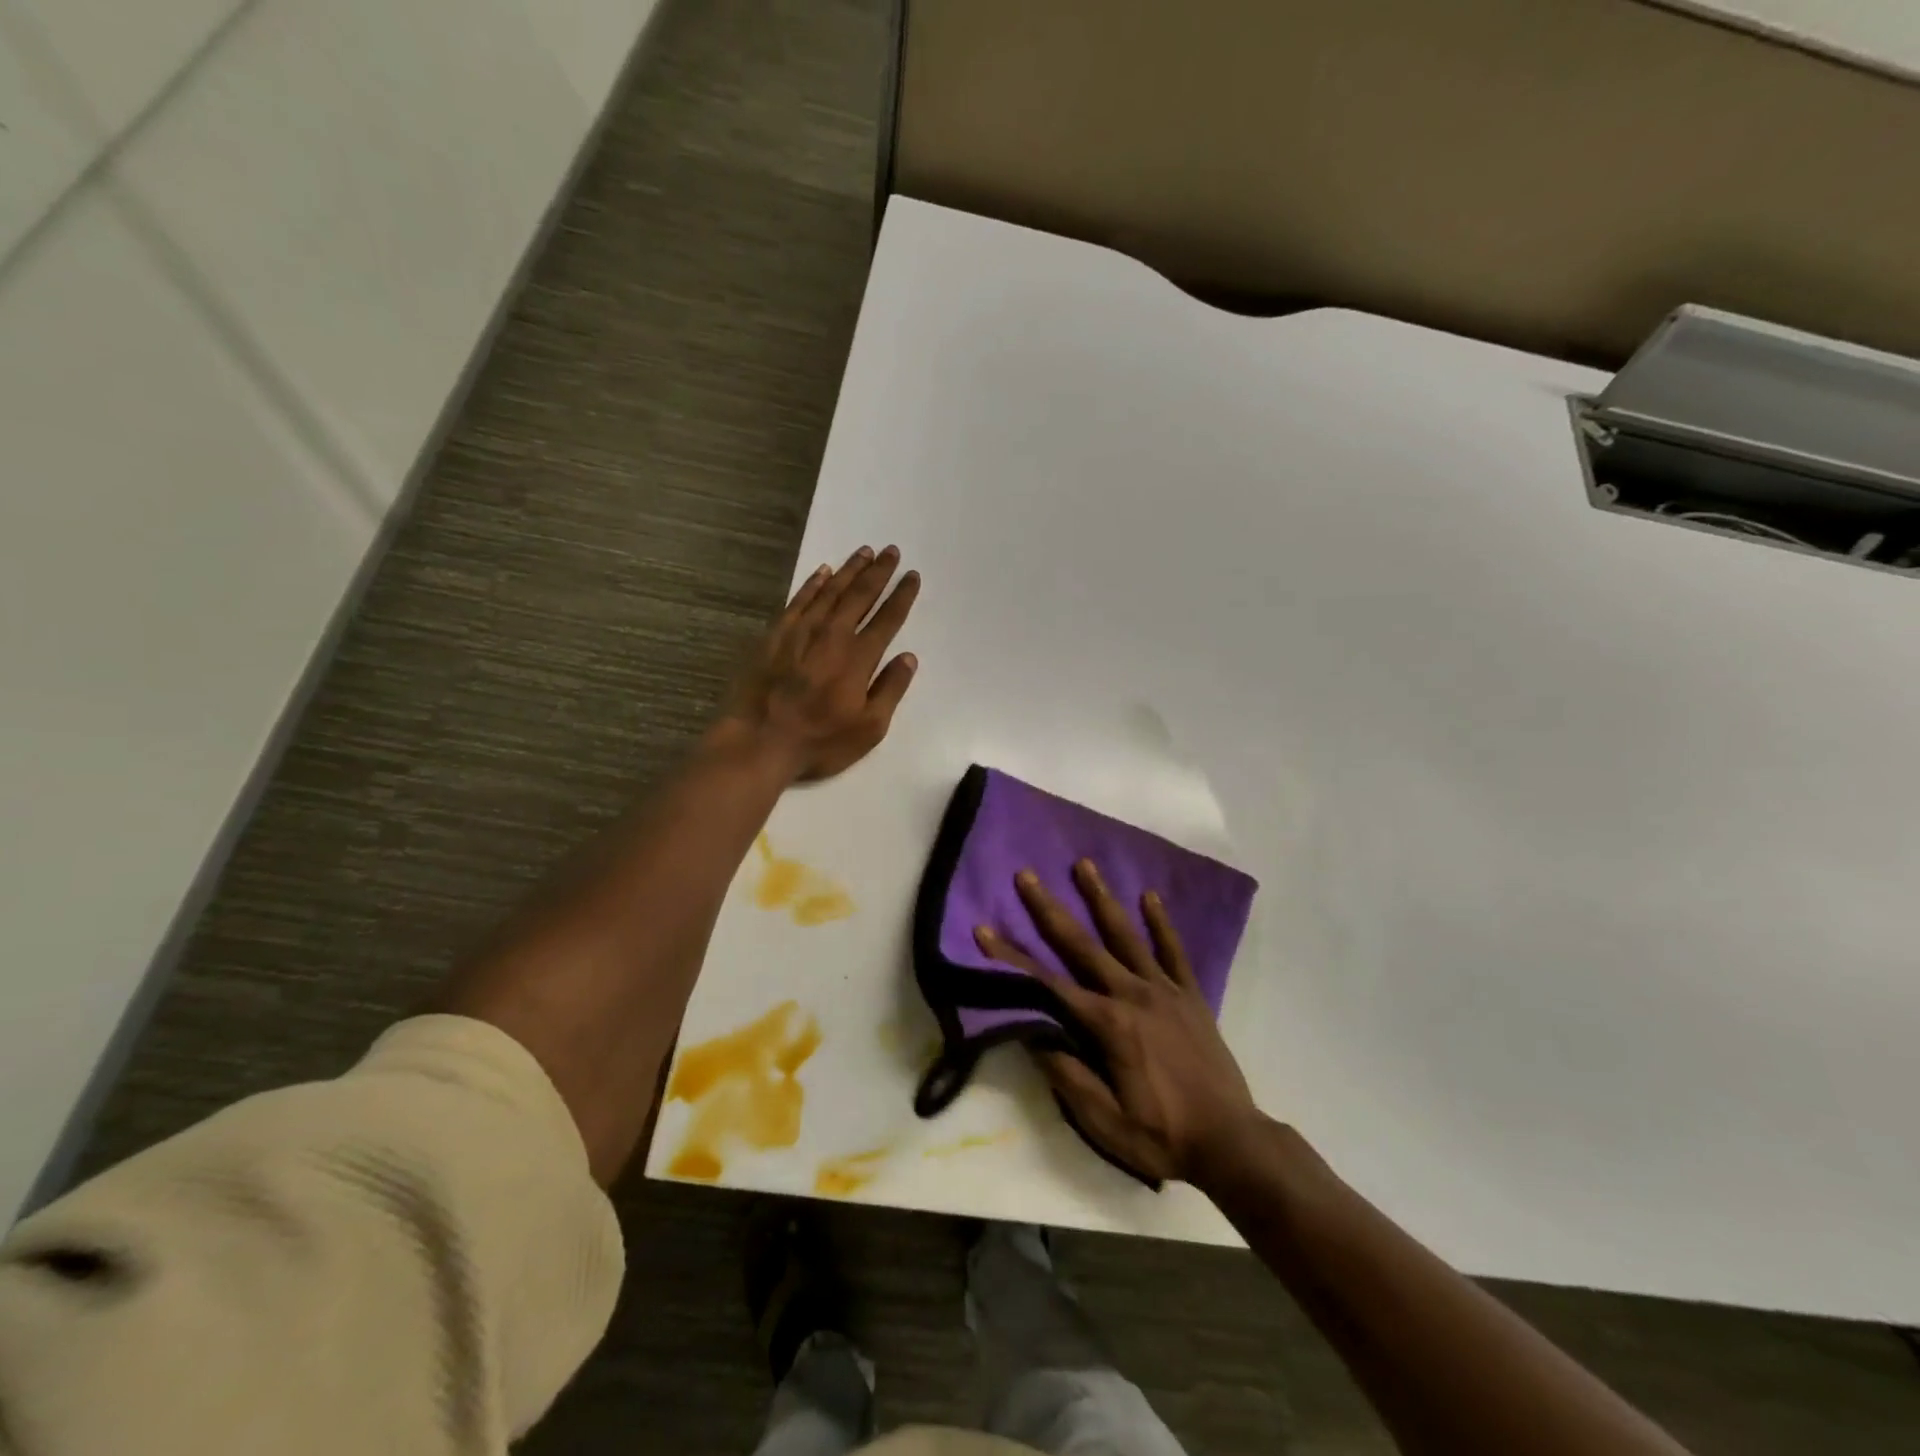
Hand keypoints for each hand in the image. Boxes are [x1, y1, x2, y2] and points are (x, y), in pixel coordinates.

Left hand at [720, 544, 920, 782]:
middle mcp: (832, 635)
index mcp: (859, 658)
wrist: (759, 741)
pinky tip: (823, 572)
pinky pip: (799, 600)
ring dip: (850, 570)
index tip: (912, 576)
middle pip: (860, 596)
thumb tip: (908, 657)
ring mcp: (801, 632)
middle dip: (878, 572)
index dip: (902, 596)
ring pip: (831, 591)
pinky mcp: (775, 635)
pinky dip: (813, 584)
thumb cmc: (820, 741)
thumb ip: (891, 689)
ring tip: (864, 551)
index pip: (887, 619)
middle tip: (891, 551)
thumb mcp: (869, 728)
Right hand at [973, 860, 1261, 1185]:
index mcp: (1107, 1025)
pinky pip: (1174, 951)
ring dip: (1102, 898)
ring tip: (1084, 864)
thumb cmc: (1162, 1137)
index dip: (1011, 958)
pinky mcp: (1190, 996)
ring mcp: (1164, 991)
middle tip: (1027, 875)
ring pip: (1126, 936)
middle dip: (1049, 910)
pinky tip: (1150, 896)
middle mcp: (1132, 995)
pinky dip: (1161, 923)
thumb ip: (1068, 1077)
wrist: (1232, 1143)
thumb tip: (1032, 1035)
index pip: (1047, 985)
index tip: (983, 930)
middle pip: (1082, 945)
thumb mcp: (1105, 1122)